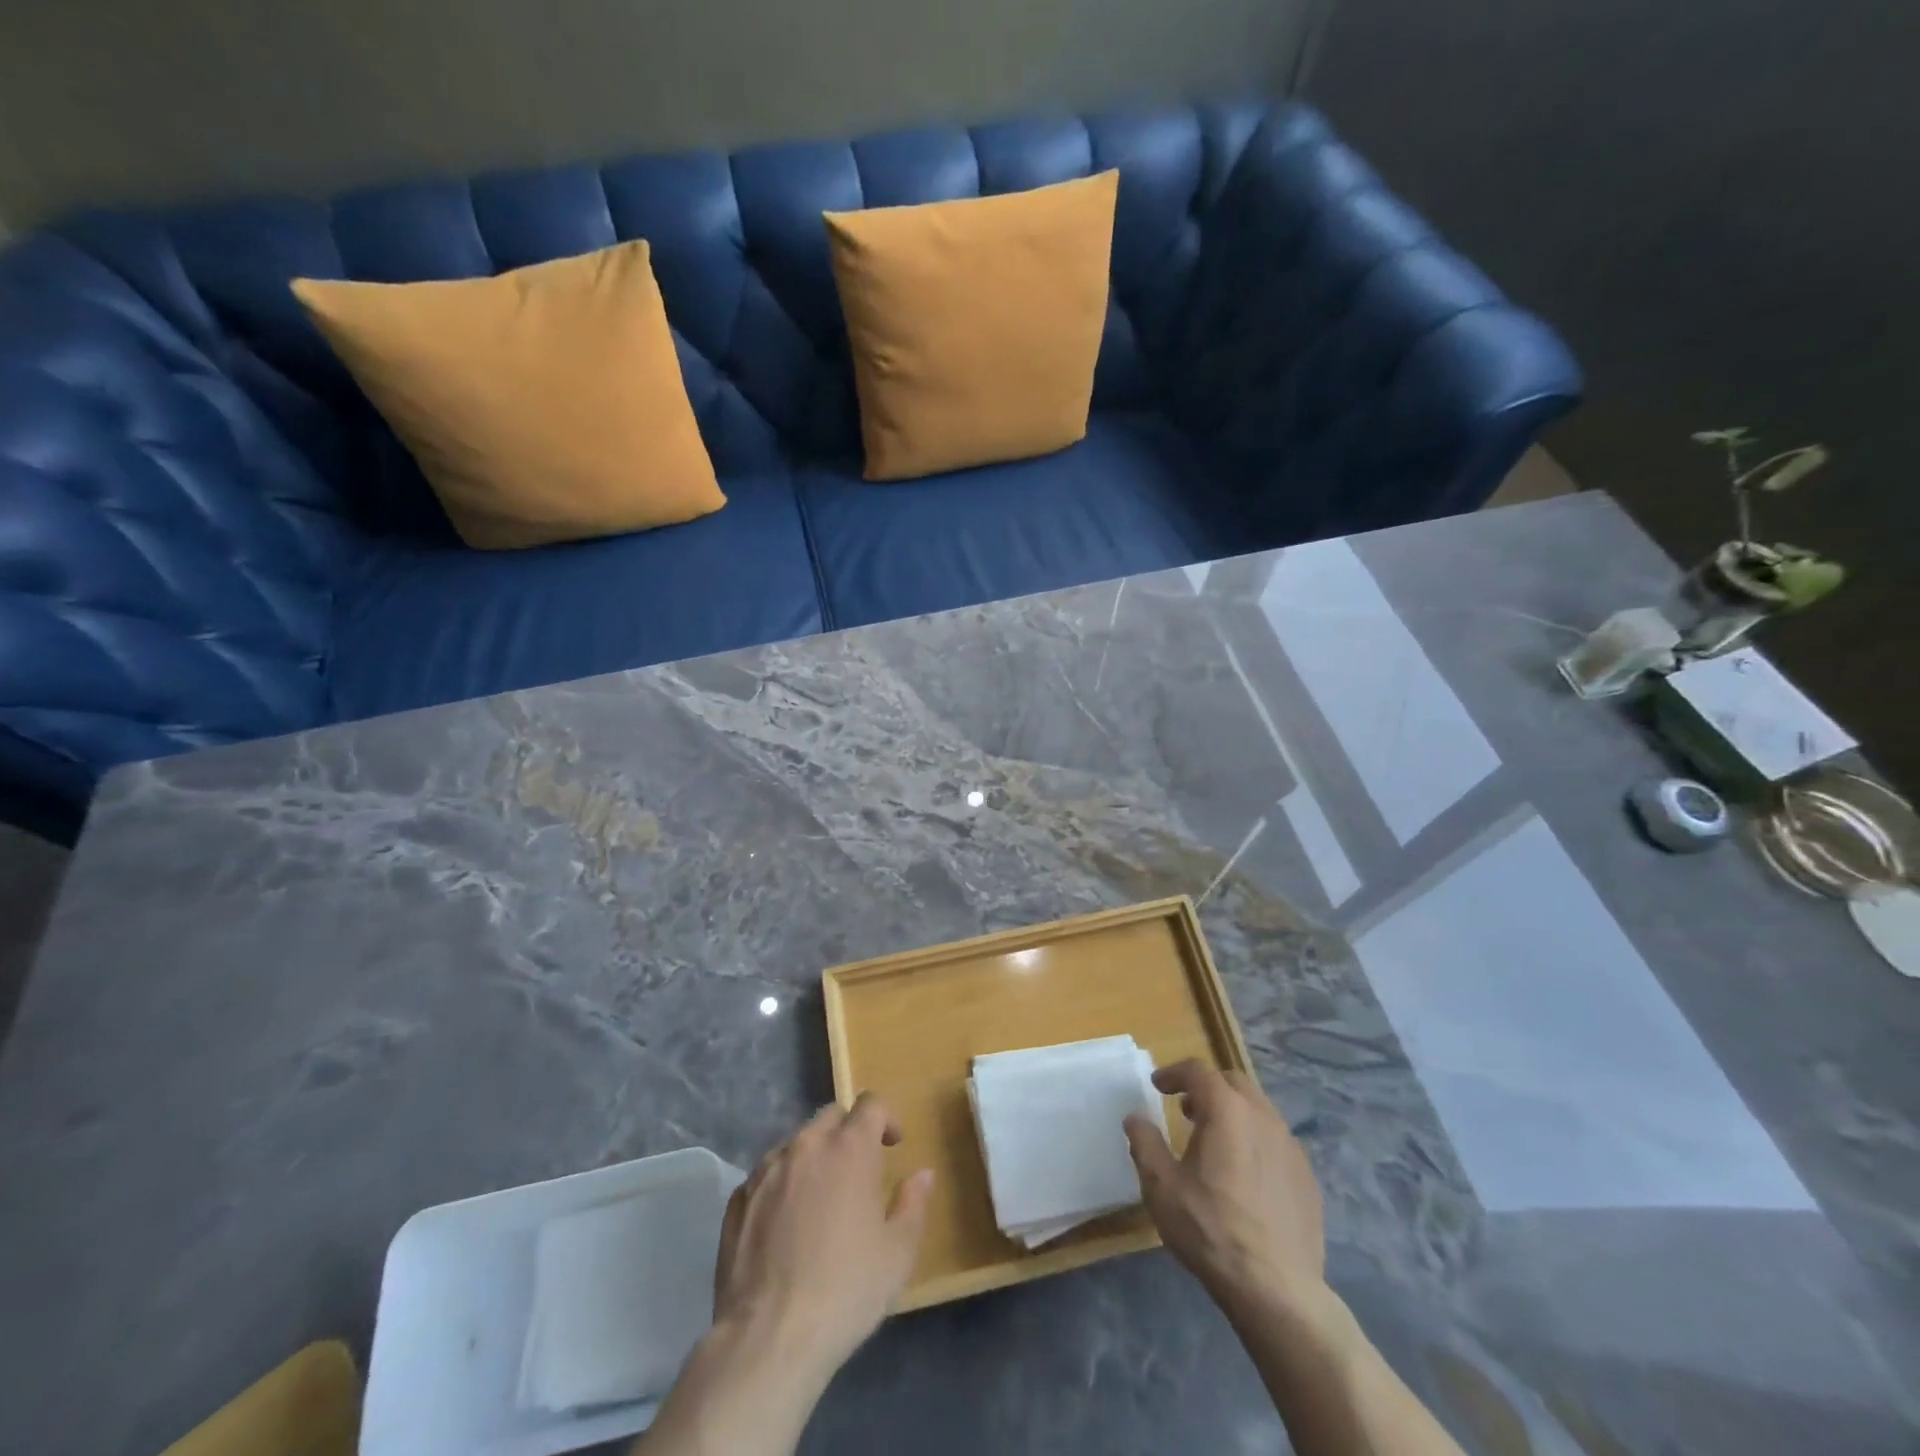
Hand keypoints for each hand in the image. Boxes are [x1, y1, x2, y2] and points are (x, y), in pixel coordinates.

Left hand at [713, 1094, 933, 1383]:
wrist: (767, 1338)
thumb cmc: (845, 1290)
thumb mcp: (897, 1254)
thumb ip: (913, 1205)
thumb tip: (922, 1175)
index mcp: (849, 1148)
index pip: (870, 1104)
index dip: (885, 1119)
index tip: (892, 1145)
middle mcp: (806, 1146)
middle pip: (831, 1117)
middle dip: (848, 1133)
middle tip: (858, 1170)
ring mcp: (766, 1169)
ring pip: (796, 1144)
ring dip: (813, 1158)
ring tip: (820, 1199)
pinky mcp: (738, 1199)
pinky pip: (766, 1175)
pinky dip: (782, 1185)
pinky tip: (785, 1225)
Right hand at [1123, 1059, 1324, 1314]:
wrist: (1277, 1290)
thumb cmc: (1210, 1230)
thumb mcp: (1161, 1187)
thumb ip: (1144, 1143)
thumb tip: (1136, 1118)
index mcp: (1226, 1111)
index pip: (1198, 1071)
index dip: (1174, 1073)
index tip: (1158, 1086)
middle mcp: (1263, 1117)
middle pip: (1233, 1083)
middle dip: (1207, 1088)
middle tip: (1186, 1110)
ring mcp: (1291, 1147)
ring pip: (1259, 1111)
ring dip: (1233, 1113)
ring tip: (1214, 1142)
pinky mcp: (1308, 1177)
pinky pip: (1277, 1142)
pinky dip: (1255, 1141)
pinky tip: (1245, 1176)